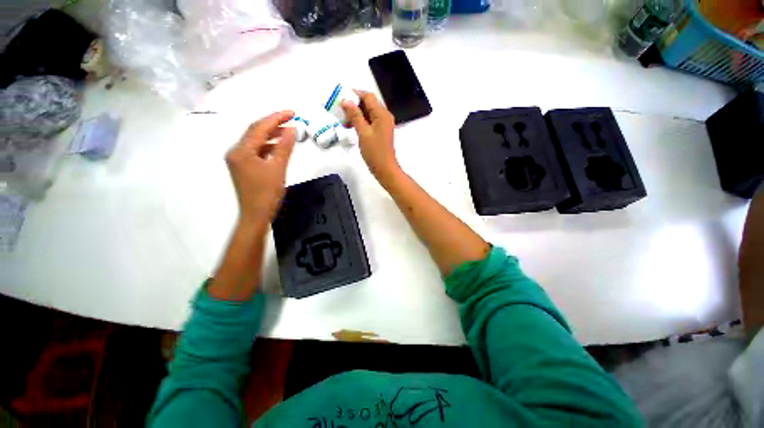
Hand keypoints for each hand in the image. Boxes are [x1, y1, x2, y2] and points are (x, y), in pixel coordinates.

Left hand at [225, 110, 295, 223]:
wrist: (256, 214)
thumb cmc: (267, 193)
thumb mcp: (278, 168)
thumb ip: (284, 147)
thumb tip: (291, 128)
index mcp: (241, 150)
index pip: (259, 127)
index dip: (276, 118)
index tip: (292, 113)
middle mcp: (236, 151)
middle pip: (255, 131)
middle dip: (273, 124)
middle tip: (292, 120)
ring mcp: (239, 160)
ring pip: (256, 141)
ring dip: (271, 135)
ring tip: (288, 133)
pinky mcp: (244, 167)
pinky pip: (256, 151)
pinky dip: (268, 147)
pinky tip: (279, 148)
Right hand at [342, 91, 399, 180]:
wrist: (385, 169)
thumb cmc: (375, 152)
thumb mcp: (363, 132)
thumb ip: (355, 115)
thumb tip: (345, 100)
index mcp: (382, 114)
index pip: (368, 96)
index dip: (354, 94)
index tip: (341, 97)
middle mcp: (384, 116)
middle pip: (368, 104)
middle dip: (354, 105)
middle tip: (340, 110)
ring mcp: (383, 125)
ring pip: (368, 114)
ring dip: (356, 115)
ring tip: (343, 120)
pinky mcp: (381, 132)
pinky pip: (370, 122)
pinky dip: (360, 122)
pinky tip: (351, 127)